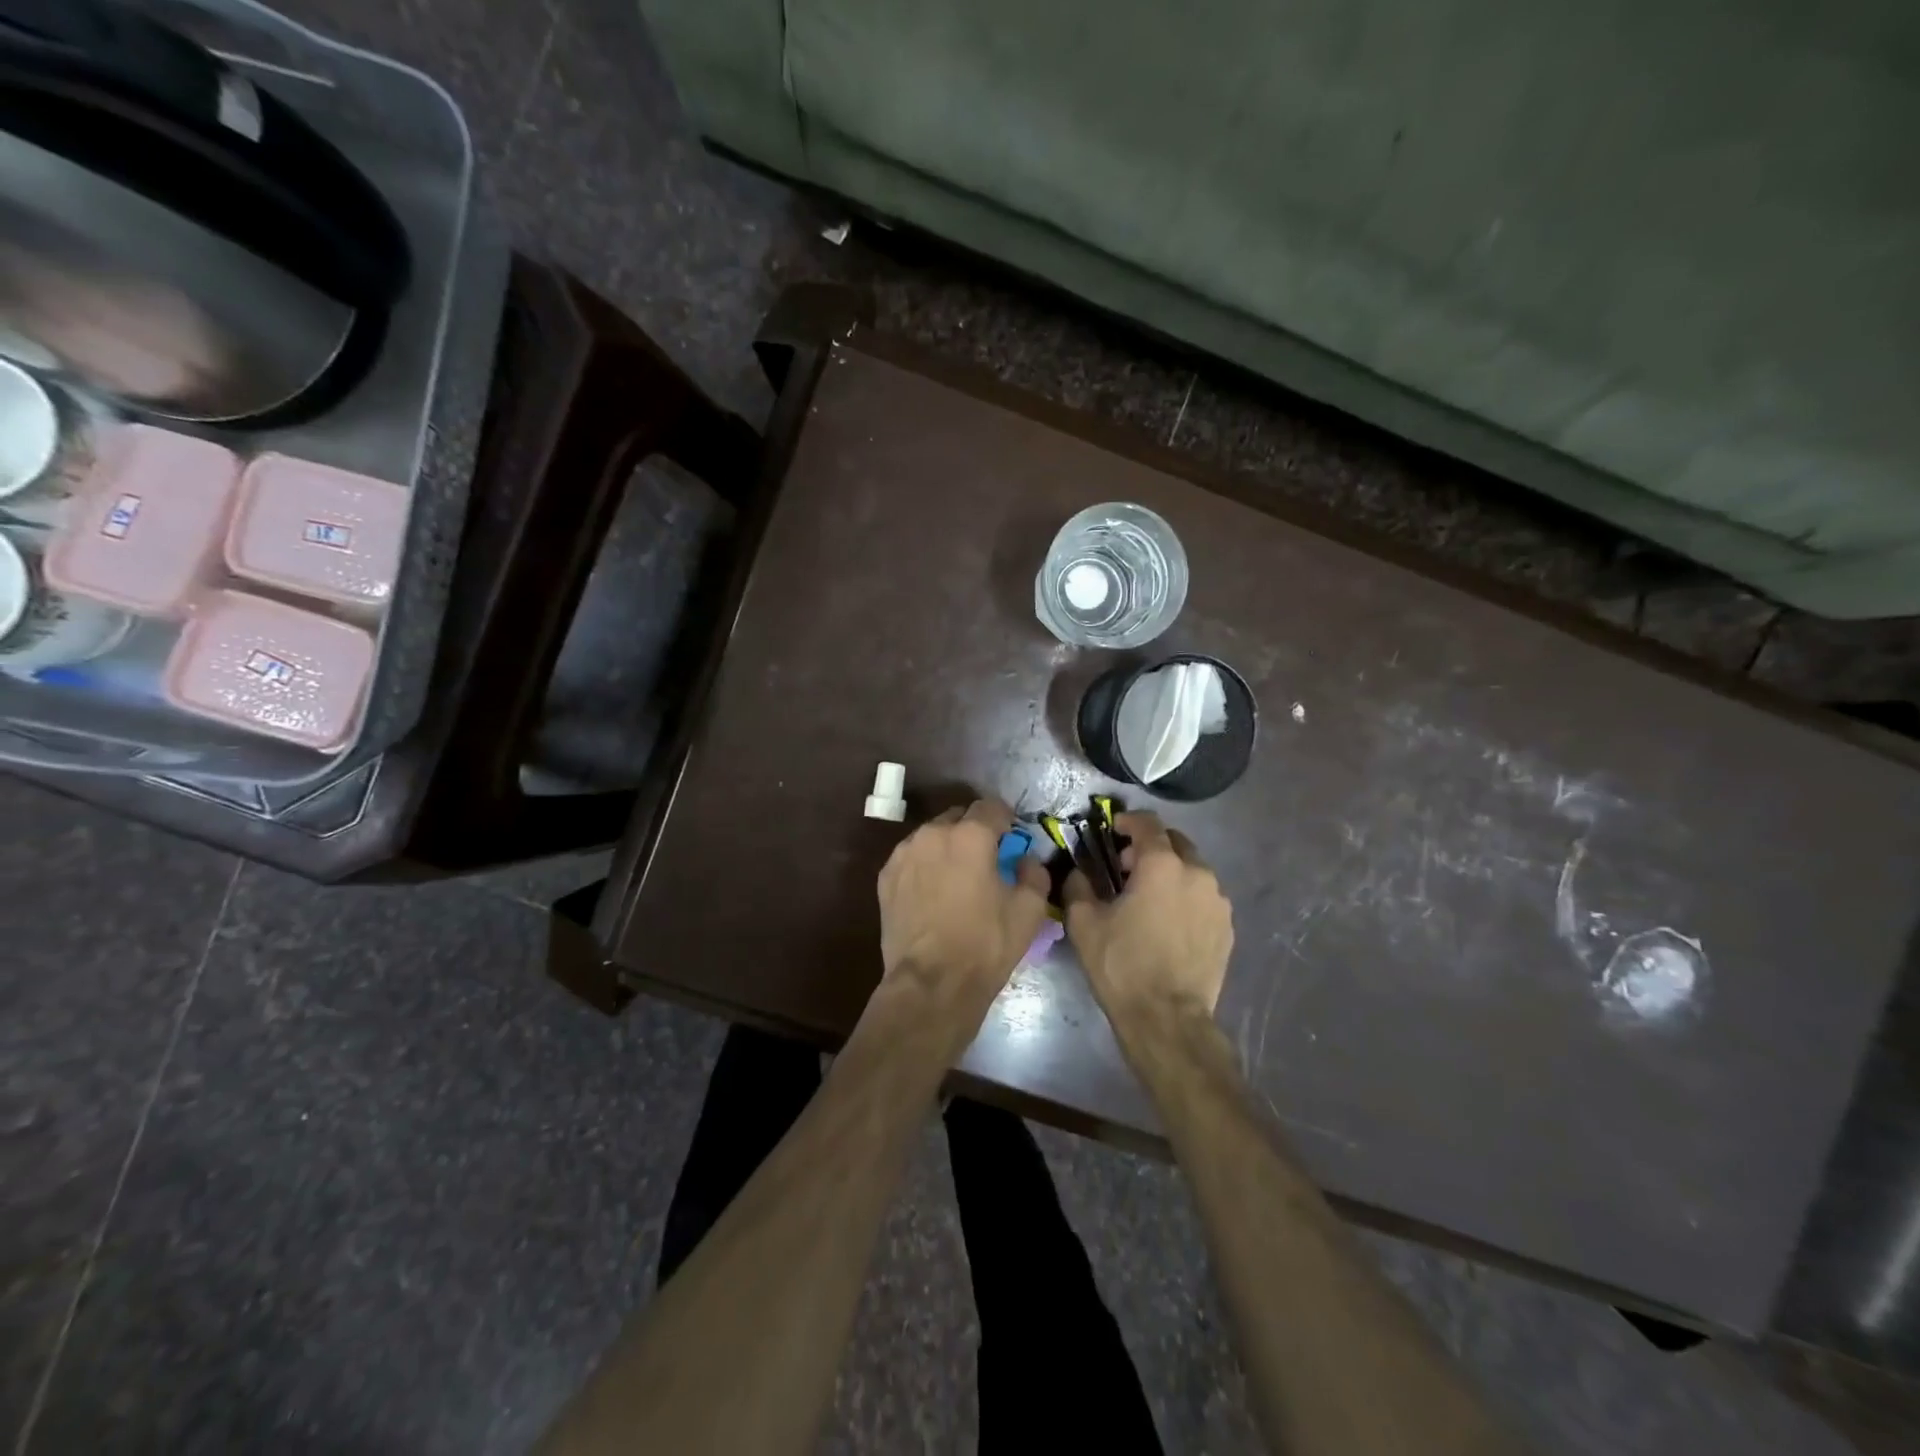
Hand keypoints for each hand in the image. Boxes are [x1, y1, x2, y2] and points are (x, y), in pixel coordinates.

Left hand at [878, 799, 1049, 1003]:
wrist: (931, 983)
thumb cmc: (985, 945)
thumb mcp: (1029, 911)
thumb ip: (1034, 873)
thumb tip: (1025, 860)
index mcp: (971, 835)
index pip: (992, 806)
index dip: (1006, 819)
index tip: (1011, 839)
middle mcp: (933, 833)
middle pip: (959, 817)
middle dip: (974, 831)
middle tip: (986, 860)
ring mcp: (904, 853)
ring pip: (932, 836)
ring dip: (947, 847)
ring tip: (956, 878)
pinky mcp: (885, 876)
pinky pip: (912, 858)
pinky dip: (925, 865)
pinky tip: (932, 892)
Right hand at [1064, 811, 1233, 1023]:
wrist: (1167, 1018)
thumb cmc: (1122, 965)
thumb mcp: (1084, 923)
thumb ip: (1078, 885)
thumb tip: (1078, 871)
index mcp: (1162, 865)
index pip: (1148, 823)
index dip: (1128, 820)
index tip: (1113, 830)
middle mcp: (1197, 873)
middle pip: (1175, 842)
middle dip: (1150, 846)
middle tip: (1127, 867)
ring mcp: (1218, 901)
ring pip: (1193, 869)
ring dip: (1170, 871)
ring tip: (1149, 897)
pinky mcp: (1227, 926)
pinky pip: (1204, 897)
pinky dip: (1186, 896)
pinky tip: (1169, 921)